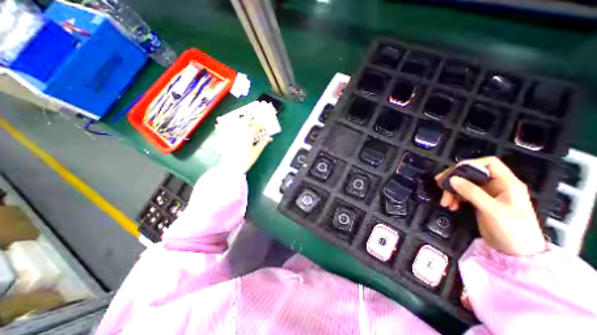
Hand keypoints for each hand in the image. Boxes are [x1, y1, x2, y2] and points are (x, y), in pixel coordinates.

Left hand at [218, 121, 271, 172]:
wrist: (232, 168)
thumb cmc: (246, 161)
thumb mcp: (256, 153)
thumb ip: (262, 144)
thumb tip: (269, 138)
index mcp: (247, 137)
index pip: (255, 127)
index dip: (260, 125)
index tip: (262, 125)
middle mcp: (238, 133)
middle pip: (244, 121)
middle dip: (249, 119)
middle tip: (252, 120)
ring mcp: (230, 135)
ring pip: (233, 122)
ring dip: (238, 119)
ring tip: (241, 119)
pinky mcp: (223, 138)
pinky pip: (222, 128)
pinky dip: (222, 125)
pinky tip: (221, 123)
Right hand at [435, 157, 543, 255]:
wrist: (516, 253)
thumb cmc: (512, 230)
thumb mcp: (492, 210)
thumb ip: (472, 192)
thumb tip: (452, 179)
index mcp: (507, 183)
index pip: (488, 163)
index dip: (470, 164)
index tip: (453, 173)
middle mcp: (496, 186)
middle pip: (471, 173)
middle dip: (454, 179)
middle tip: (440, 185)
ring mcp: (487, 194)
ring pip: (463, 184)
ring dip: (451, 191)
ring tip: (445, 202)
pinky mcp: (479, 202)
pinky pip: (462, 194)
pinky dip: (454, 198)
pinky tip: (451, 205)